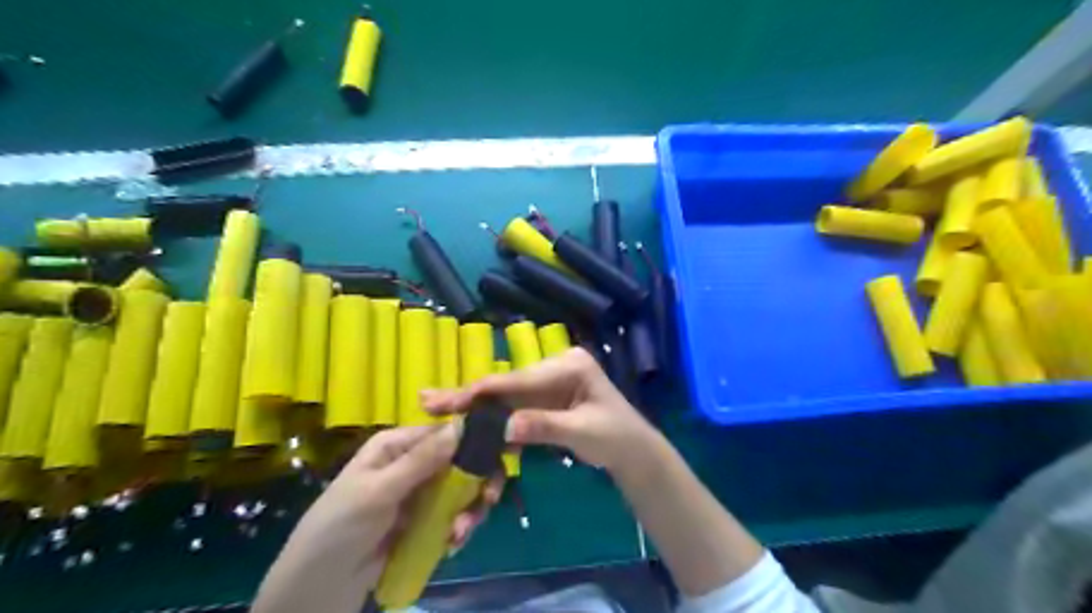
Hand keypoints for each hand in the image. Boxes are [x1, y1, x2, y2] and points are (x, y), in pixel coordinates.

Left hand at [253, 423, 500, 612]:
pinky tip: (453, 543)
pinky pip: (454, 515)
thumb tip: (462, 425)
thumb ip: (422, 460)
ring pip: (462, 489)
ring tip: (460, 534)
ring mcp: (420, 493)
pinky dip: (460, 527)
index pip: (444, 432)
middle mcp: (412, 462)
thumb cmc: (340, 528)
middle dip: (477, 482)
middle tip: (487, 501)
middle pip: (460, 461)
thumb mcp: (379, 491)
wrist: (318, 588)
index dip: (473, 441)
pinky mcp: (424, 520)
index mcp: (397, 445)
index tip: (499, 457)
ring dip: (469, 510)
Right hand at [421, 348, 651, 475]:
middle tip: (428, 400)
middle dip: (469, 396)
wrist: (634, 452)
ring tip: (436, 406)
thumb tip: (505, 428)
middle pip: (507, 384)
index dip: (484, 391)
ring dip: (474, 406)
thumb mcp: (583, 431)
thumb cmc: (616, 437)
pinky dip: (491, 419)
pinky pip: (514, 409)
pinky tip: (464, 420)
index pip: (520, 379)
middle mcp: (554, 367)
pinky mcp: (545, 401)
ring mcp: (548, 384)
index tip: (451, 401)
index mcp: (569, 365)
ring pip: (506, 397)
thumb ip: (545, 426)